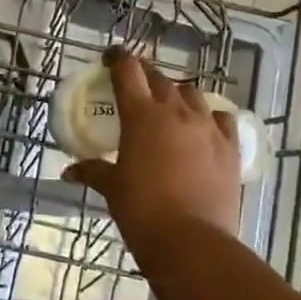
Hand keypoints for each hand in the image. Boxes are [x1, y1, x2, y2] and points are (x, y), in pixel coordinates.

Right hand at [63, 50, 241, 246]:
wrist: (191, 242)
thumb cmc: (142, 210)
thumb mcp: (112, 188)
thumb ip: (92, 171)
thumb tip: (70, 171)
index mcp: (142, 115)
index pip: (128, 71)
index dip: (118, 59)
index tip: (111, 57)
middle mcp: (176, 112)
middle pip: (160, 79)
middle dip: (146, 77)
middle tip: (136, 86)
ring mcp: (207, 127)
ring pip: (192, 94)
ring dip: (177, 95)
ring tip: (169, 108)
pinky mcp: (230, 147)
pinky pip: (222, 119)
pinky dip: (210, 117)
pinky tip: (204, 128)